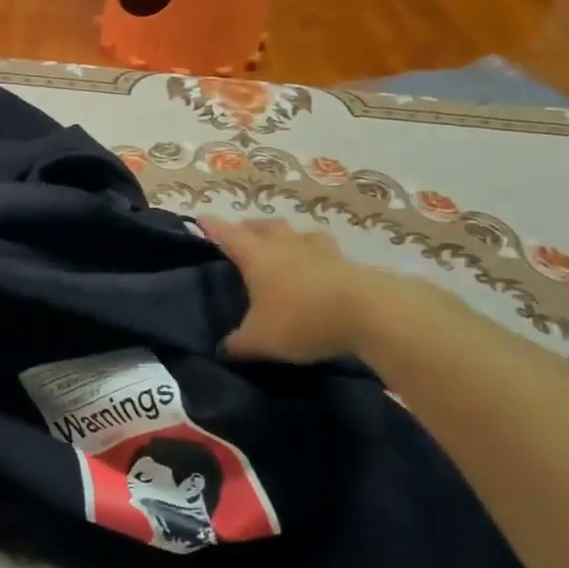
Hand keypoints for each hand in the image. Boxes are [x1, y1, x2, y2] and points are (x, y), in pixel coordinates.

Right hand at [201, 217, 409, 363]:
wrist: (368, 313)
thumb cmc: (301, 318)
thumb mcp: (260, 339)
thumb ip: (239, 343)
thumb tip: (224, 348)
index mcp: (257, 256)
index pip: (227, 235)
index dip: (212, 227)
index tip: (200, 219)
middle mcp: (286, 245)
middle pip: (264, 227)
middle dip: (250, 228)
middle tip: (243, 236)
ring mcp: (320, 250)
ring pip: (297, 234)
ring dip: (286, 238)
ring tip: (283, 248)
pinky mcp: (348, 263)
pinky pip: (325, 252)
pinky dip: (315, 257)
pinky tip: (318, 269)